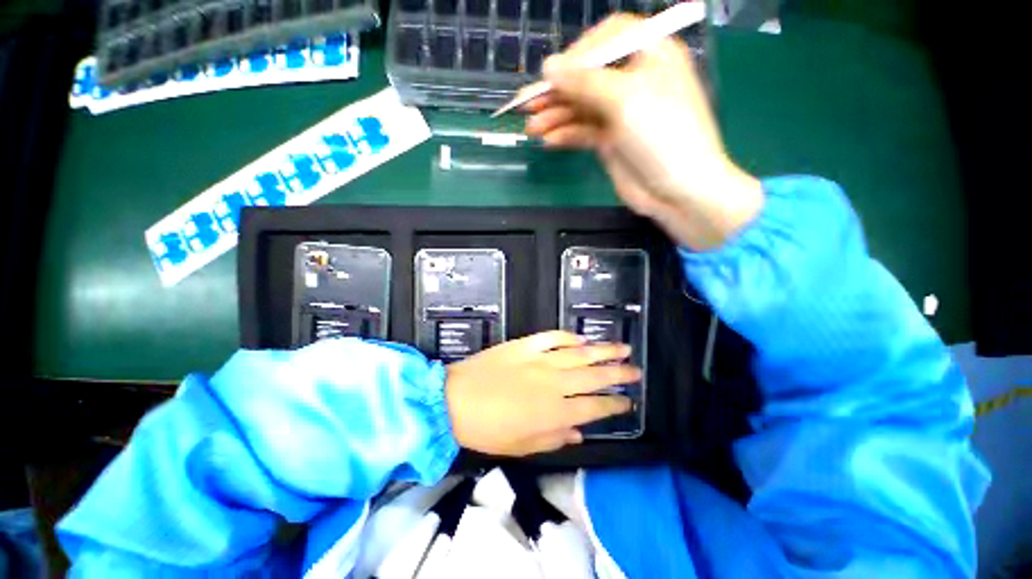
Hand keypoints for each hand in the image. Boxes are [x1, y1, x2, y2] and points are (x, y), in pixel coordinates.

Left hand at [445, 331, 639, 455]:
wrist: (455, 400)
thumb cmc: (488, 430)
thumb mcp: (523, 446)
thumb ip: (555, 439)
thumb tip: (579, 433)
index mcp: (555, 412)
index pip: (595, 408)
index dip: (615, 405)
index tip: (628, 402)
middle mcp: (554, 384)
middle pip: (595, 377)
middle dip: (619, 374)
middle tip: (636, 370)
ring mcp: (540, 360)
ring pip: (579, 353)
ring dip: (603, 351)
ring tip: (622, 347)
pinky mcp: (525, 345)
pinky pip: (551, 337)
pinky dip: (567, 336)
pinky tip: (580, 338)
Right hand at [521, 15, 764, 249]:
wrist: (678, 191)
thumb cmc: (662, 135)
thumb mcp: (625, 99)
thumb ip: (585, 82)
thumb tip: (549, 67)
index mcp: (649, 55)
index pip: (607, 39)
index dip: (579, 52)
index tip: (555, 74)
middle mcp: (634, 81)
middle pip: (588, 76)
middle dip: (557, 90)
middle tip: (527, 105)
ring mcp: (621, 114)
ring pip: (581, 107)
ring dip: (556, 116)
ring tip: (531, 128)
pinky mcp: (611, 141)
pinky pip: (584, 132)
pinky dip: (566, 135)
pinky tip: (549, 142)